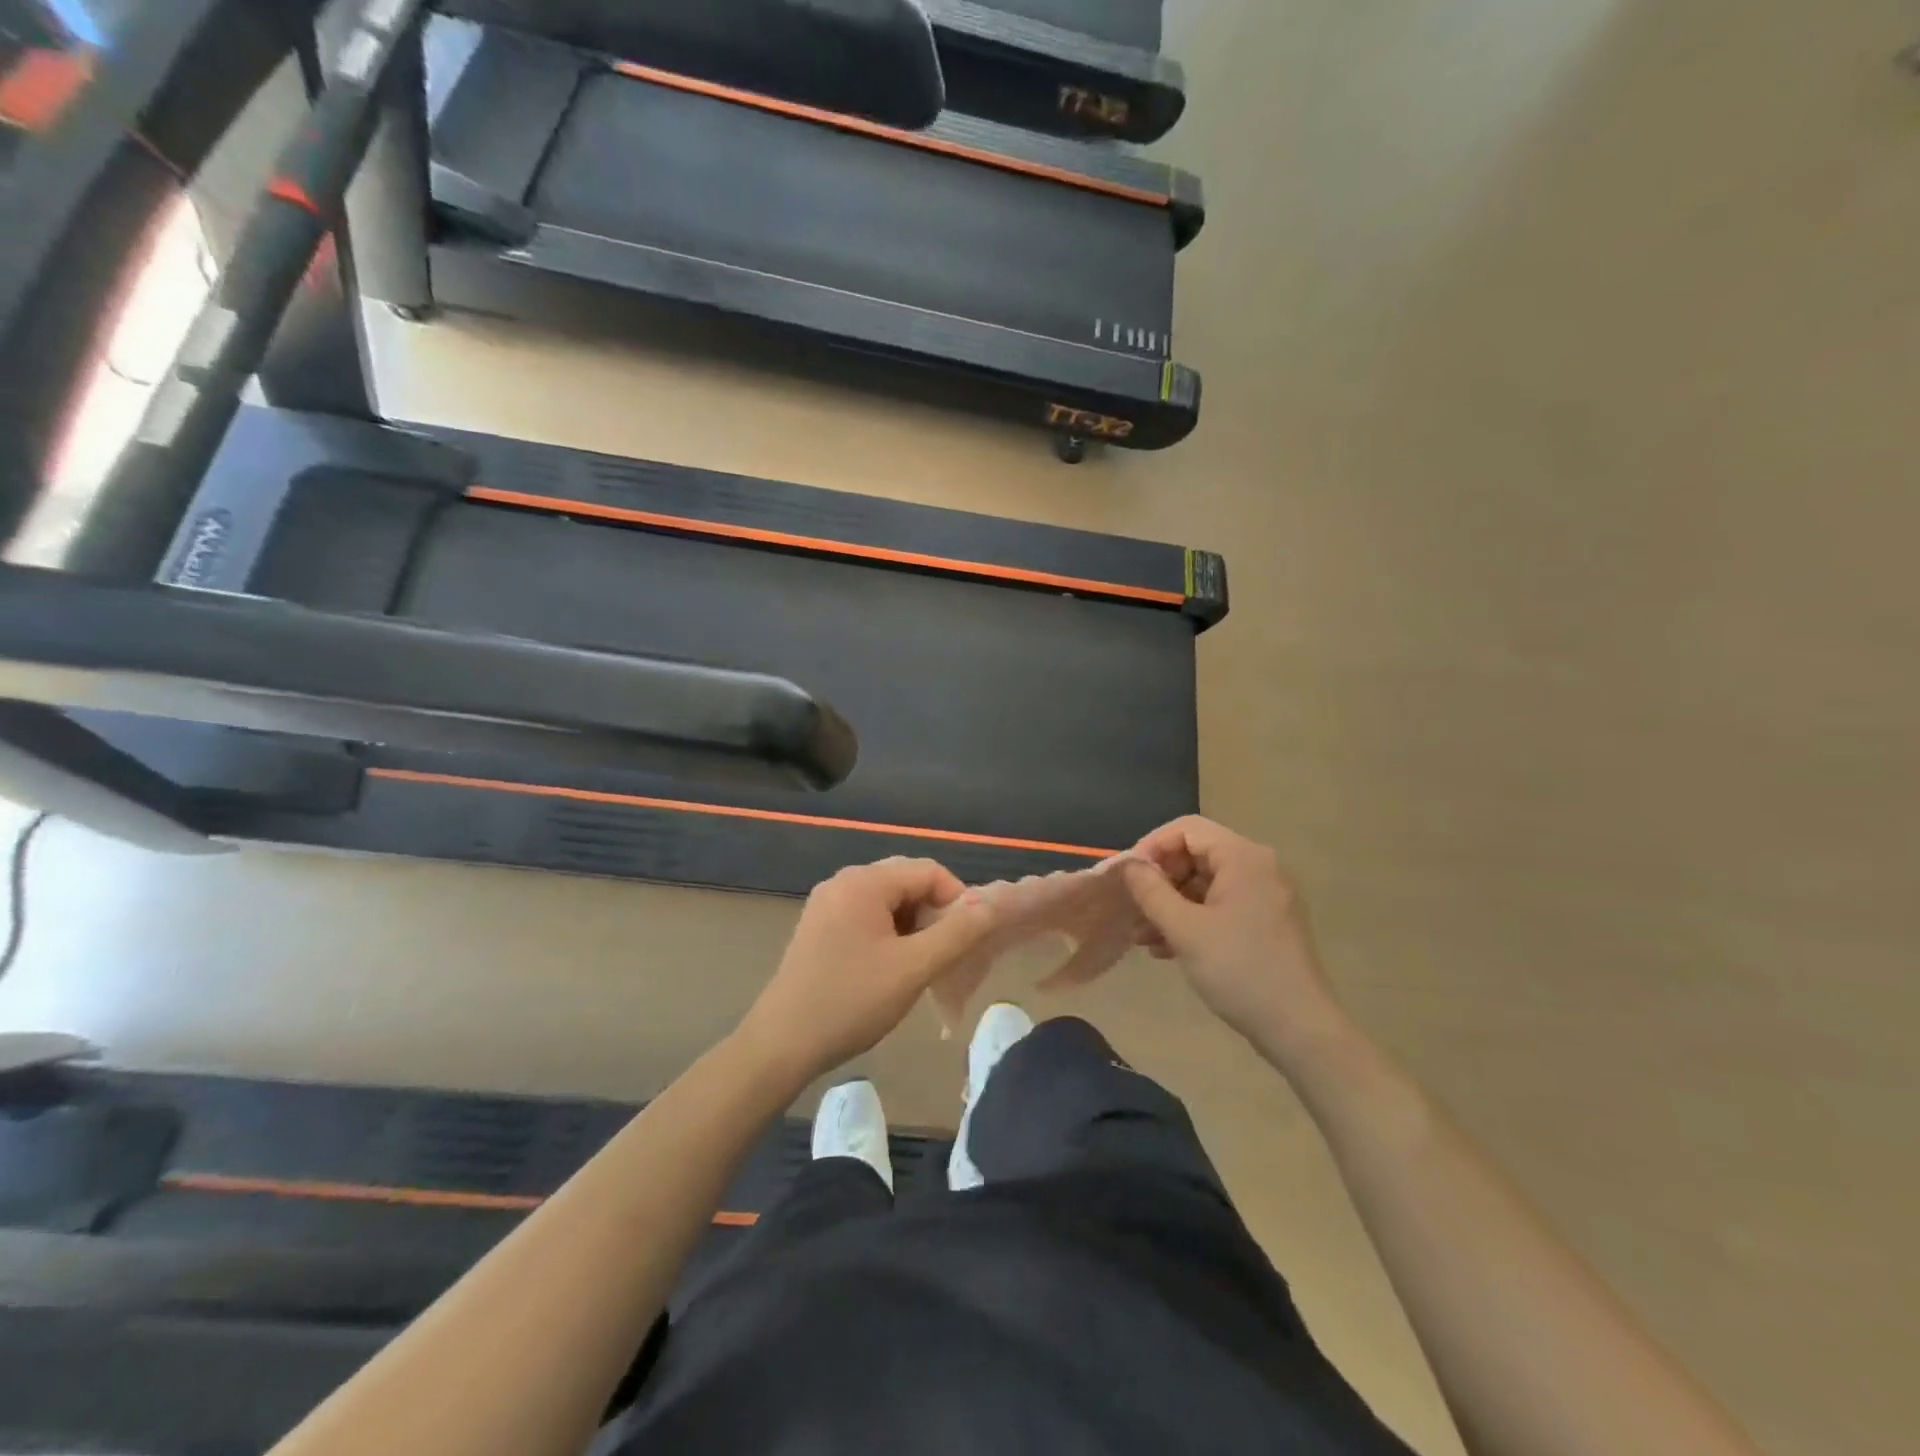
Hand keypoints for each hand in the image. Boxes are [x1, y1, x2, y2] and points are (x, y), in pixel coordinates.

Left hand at [737, 857, 997, 1087]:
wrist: (781, 1045)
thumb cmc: (851, 1002)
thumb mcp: (913, 968)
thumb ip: (958, 932)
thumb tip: (992, 904)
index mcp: (864, 882)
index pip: (929, 870)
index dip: (957, 899)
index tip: (967, 940)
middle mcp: (843, 881)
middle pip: (906, 880)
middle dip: (934, 911)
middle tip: (946, 952)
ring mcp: (826, 903)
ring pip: (888, 899)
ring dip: (913, 923)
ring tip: (920, 963)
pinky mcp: (818, 925)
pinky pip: (866, 914)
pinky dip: (889, 931)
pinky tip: (890, 966)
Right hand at [1119, 817, 1352, 1074]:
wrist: (1299, 1029)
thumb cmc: (1238, 970)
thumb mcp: (1184, 929)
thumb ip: (1150, 891)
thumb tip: (1129, 866)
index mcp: (1243, 857)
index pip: (1186, 829)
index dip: (1151, 846)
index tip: (1127, 876)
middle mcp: (1258, 867)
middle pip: (1195, 854)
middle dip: (1159, 880)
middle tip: (1132, 908)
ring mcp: (1264, 895)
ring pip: (1204, 884)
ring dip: (1170, 904)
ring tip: (1141, 935)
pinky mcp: (1265, 922)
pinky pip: (1219, 906)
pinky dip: (1191, 919)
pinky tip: (1165, 948)